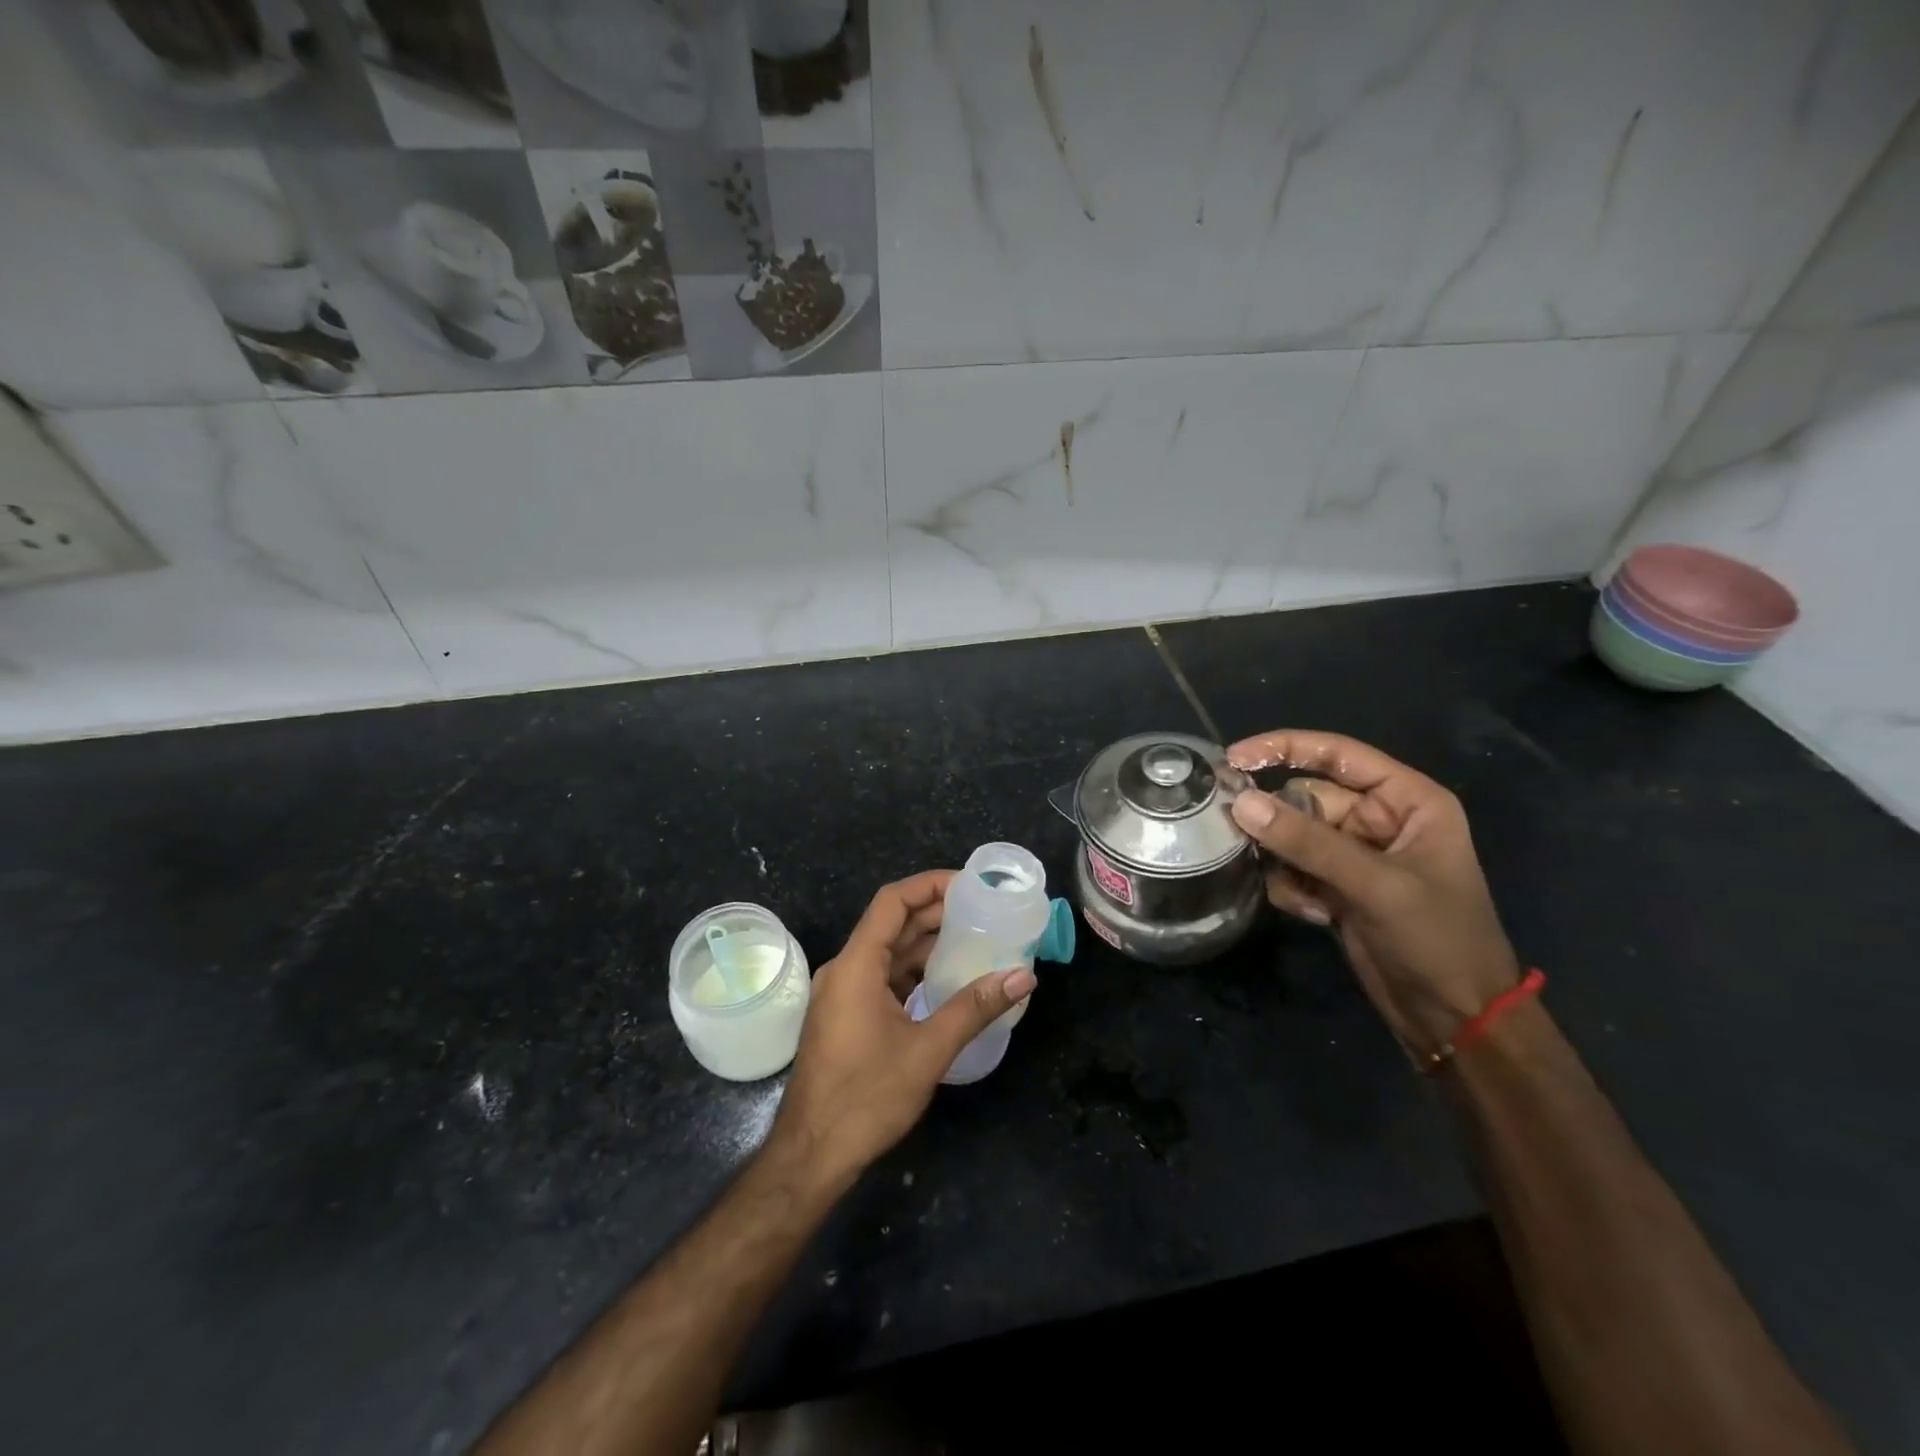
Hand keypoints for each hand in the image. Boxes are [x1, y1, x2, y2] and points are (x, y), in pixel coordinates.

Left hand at [767, 871, 1035, 1185]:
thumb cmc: (866, 1097)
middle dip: (936, 913)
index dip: (929, 885)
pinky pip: (883, 978)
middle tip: (983, 912)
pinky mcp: (846, 1016)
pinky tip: (947, 981)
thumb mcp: (928, 1050)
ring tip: (975, 941)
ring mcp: (842, 994)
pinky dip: (914, 973)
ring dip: (927, 945)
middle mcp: (844, 970)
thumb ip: (975, 1008)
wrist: (812, 1155)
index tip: (969, 885)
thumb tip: (1023, 977)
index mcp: (856, 966)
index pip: (892, 902)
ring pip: (888, 953)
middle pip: (891, 925)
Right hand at [1225, 730, 1520, 1061]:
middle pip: (1306, 798)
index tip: (1232, 758)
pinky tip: (1316, 915)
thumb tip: (1240, 802)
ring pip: (1292, 835)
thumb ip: (1307, 842)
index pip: (1337, 755)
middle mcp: (1378, 820)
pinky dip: (1292, 888)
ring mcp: (1354, 855)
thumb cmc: (1436, 939)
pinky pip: (1292, 868)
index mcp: (1406, 800)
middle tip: (1244, 838)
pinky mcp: (1336, 886)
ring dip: (1284, 861)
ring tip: (1301, 892)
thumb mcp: (1375, 885)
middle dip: (1279, 822)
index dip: (1284, 748)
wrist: (1455, 1018)